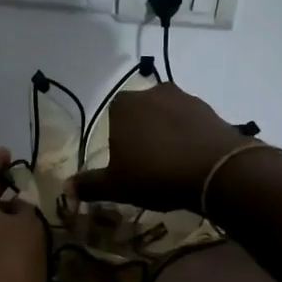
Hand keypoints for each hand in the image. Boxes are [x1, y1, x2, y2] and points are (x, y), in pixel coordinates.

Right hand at [73, 85, 255, 213]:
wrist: (215, 171)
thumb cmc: (155, 174)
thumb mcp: (117, 185)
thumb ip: (90, 185)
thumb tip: (65, 188)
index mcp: (123, 105)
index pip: (112, 117)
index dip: (118, 140)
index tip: (126, 163)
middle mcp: (152, 92)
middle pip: (141, 114)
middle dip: (142, 133)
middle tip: (149, 164)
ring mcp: (184, 97)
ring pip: (167, 116)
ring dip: (167, 133)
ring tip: (172, 163)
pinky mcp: (210, 109)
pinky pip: (192, 123)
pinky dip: (190, 136)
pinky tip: (192, 159)